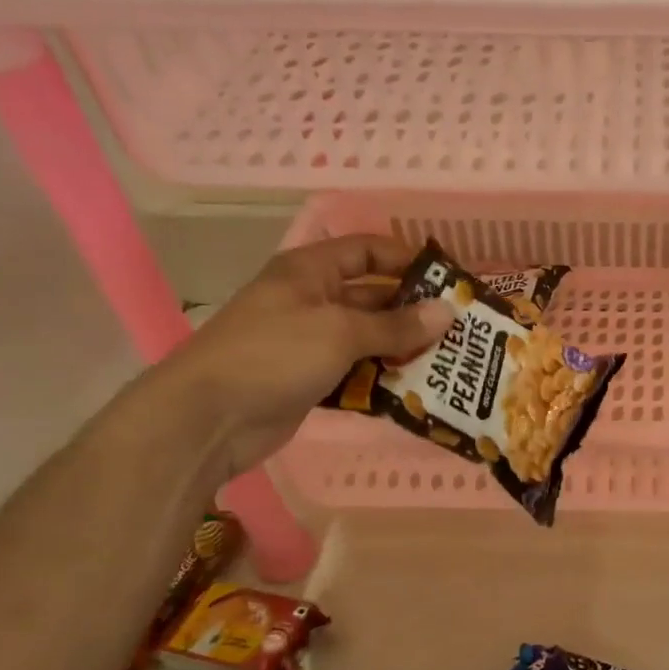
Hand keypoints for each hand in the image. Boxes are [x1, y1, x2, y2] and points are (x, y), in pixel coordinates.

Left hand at [143, 235, 453, 480]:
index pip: (366, 251)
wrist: (209, 418)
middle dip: (413, 311)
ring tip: (448, 361)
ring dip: (402, 348)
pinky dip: (382, 378)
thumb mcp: (340, 332)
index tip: (448, 280)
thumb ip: (397, 324)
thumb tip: (449, 313)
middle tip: (458, 329)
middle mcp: (310, 300)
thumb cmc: (274, 355)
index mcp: (310, 271)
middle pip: (372, 296)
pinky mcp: (309, 379)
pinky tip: (415, 389)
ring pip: (367, 338)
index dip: (406, 259)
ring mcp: (308, 342)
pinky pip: (356, 371)